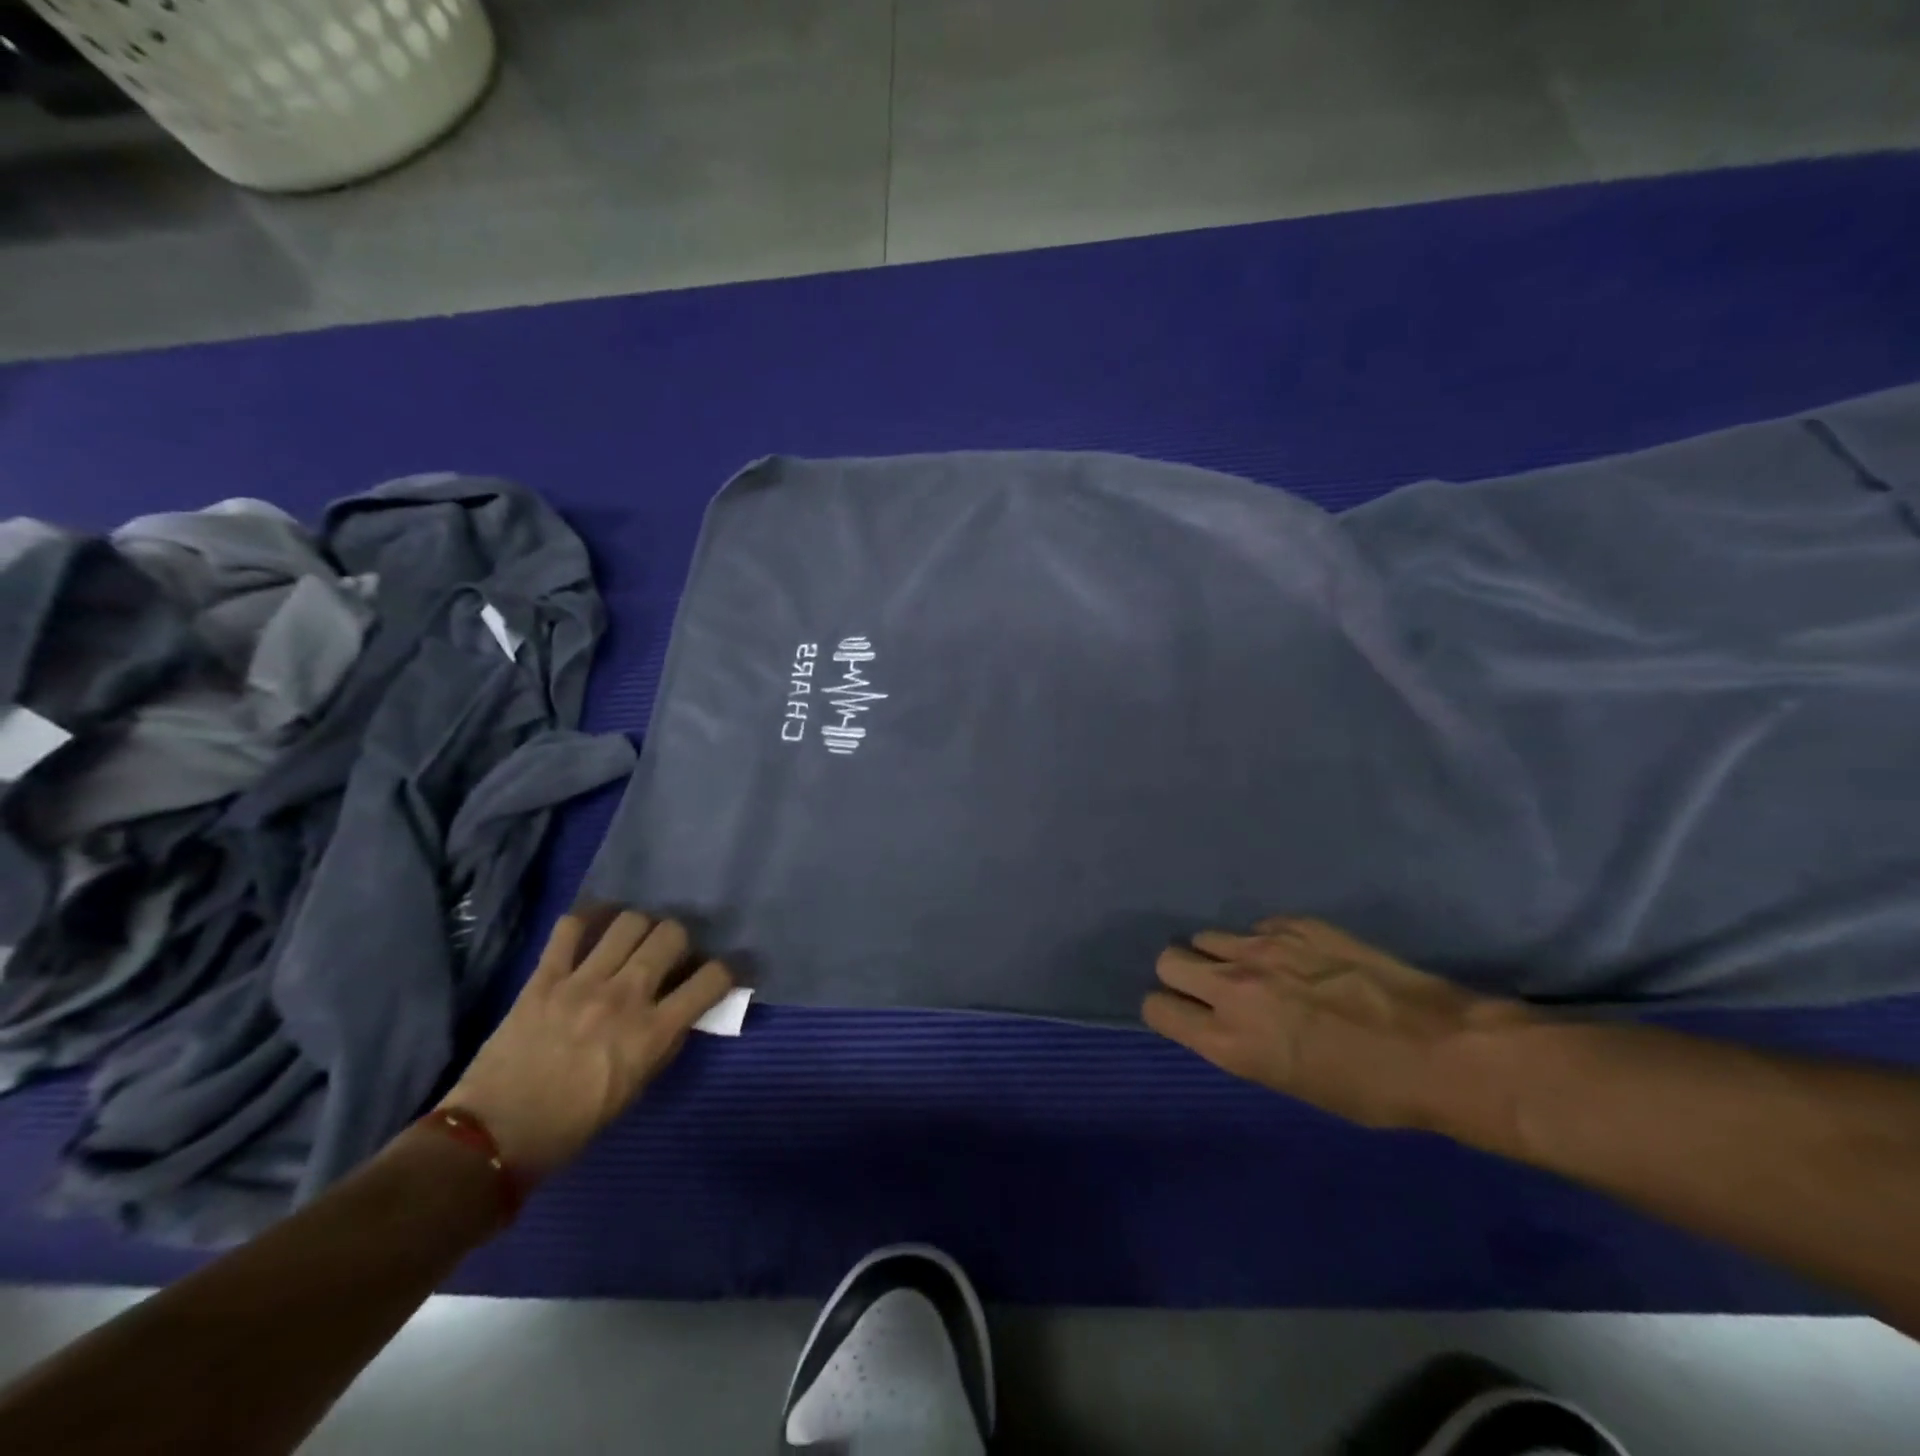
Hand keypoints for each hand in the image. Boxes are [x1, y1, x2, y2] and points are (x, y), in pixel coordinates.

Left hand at [439, 908, 732, 1181]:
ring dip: (641, 926)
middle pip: (671, 934)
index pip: (711, 979)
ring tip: (634, 939)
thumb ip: (664, 1042)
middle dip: (680, 939)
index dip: (726, 970)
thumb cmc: (573, 1124)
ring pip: (629, 922)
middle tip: (670, 954)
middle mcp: (625, 997)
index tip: (720, 973)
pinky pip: (571, 928)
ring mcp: (582, 983)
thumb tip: (683, 1009)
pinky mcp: (544, 978)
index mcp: (652, 1033)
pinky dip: (588, 918)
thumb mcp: (636, 1088)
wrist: (493, 1137)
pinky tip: (595, 926)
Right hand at [1143, 917, 1536, 1130]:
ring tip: (1255, 971)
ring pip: (1206, 936)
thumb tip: (1224, 1021)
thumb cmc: (1371, 1092)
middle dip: (1180, 973)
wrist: (1443, 1050)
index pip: (1157, 1008)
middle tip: (1211, 988)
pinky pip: (1256, 928)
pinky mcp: (1296, 925)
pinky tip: (1299, 960)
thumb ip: (1241, 1045)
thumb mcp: (1290, 1085)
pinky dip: (1265, 943)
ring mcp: (1264, 949)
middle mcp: (1234, 988)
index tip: (1182, 1013)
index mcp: (1230, 1040)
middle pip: (1168, 959)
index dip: (1165, 1009)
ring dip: (1220, 954)